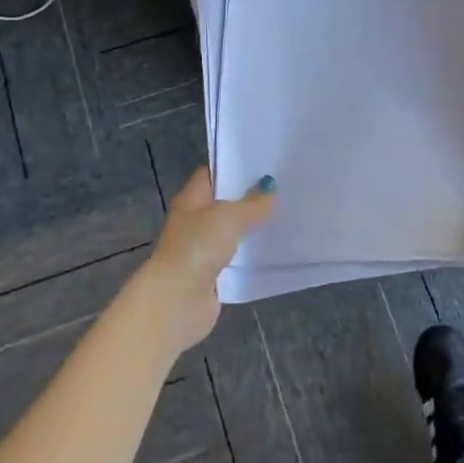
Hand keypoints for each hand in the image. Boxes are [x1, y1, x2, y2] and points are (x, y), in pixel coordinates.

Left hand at [130, 167, 275, 357]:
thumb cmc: (197, 247)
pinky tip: (275, 247)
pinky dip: (252, 253)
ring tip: (286, 214)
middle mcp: (194, 220)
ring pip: (232, 231)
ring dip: (253, 226)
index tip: (265, 162)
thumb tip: (270, 189)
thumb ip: (252, 203)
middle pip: (225, 202)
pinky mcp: (213, 274)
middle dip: (251, 197)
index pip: (213, 173)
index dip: (235, 165)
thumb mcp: (228, 217)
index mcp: (191, 199)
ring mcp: (202, 248)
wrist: (177, 301)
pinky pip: (237, 257)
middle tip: (284, 187)